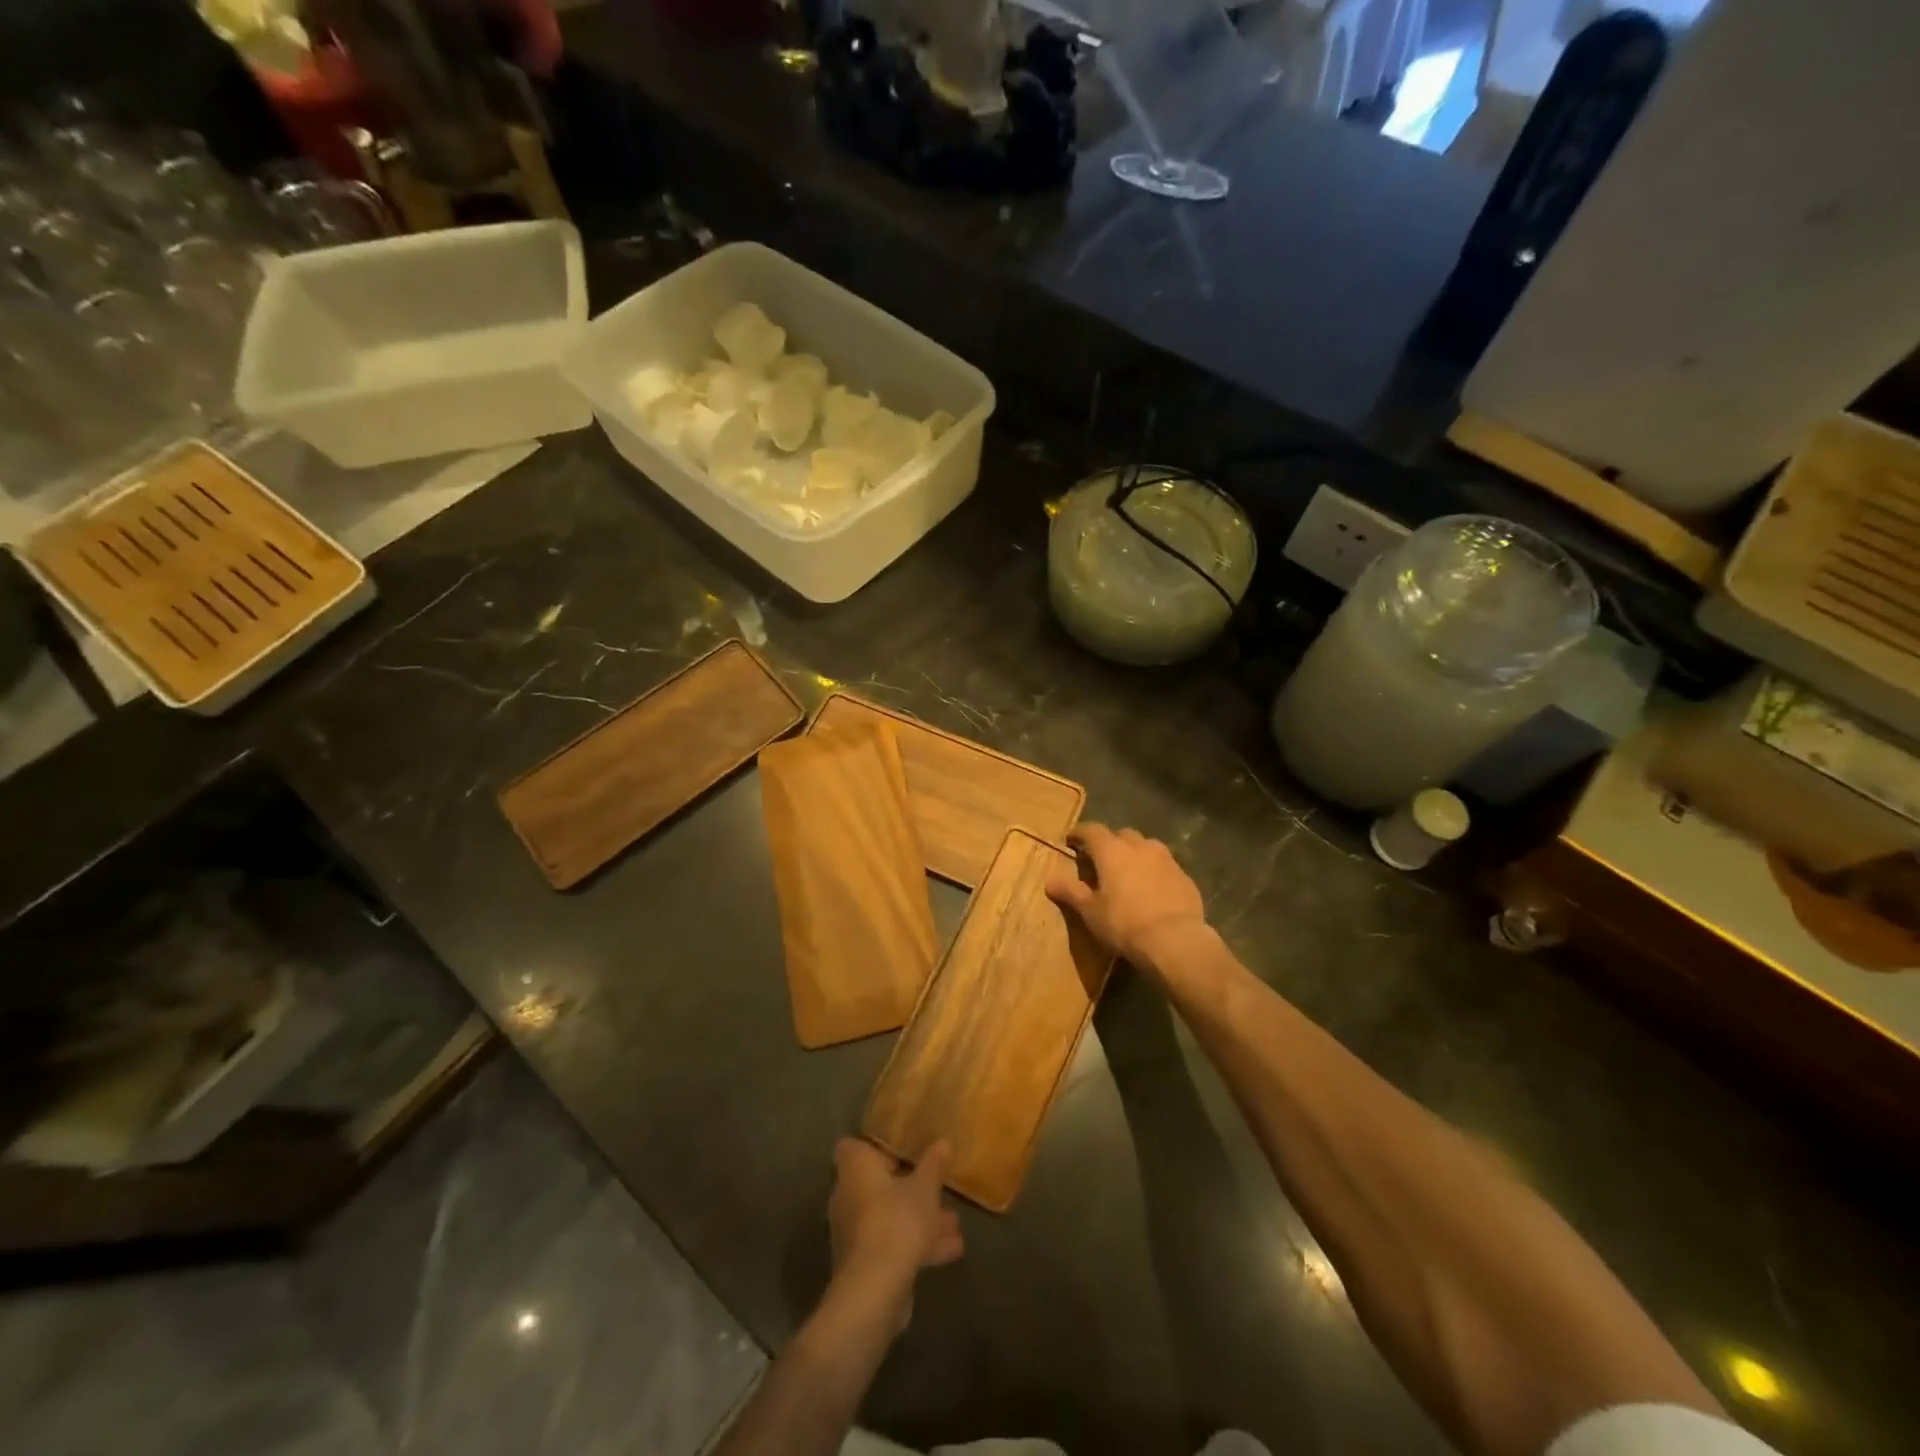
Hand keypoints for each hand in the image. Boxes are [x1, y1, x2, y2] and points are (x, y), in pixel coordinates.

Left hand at [828, 1139, 963, 1329]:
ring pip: (888, 1217)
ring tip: (953, 1224)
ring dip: (918, 1220)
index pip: (853, 1148)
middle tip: (935, 1189)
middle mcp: (847, 1197)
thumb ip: (933, 1165)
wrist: (875, 1288)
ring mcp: (853, 1232)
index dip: (876, 1149)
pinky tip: (950, 1251)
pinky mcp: (862, 1263)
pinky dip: (915, 1245)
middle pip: (877, 1186)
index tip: (901, 1155)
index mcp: (855, 1169)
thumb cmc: (897, 1221)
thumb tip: (942, 1142)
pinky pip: (891, 1244)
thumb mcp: (925, 1188)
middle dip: (909, 1189)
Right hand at [1046, 823, 1210, 969]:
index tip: (1071, 839)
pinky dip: (1154, 871)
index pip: (1092, 831)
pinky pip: (1164, 865)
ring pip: (1146, 847)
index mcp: (1112, 851)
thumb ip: (1071, 891)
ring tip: (1128, 873)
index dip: (1080, 833)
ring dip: (1134, 854)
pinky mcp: (1184, 875)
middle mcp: (1139, 846)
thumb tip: (1049, 880)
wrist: (1175, 940)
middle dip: (1110, 843)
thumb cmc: (1124, 923)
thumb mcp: (1091, 911)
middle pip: (1121, 835)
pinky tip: (1152, 889)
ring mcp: (1166, 859)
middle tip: (1101, 859)